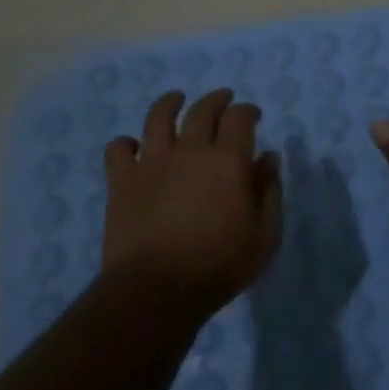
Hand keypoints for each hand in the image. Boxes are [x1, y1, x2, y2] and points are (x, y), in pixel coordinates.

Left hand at [102, 89, 282, 312]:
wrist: (156, 289)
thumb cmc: (220, 265)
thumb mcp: (264, 235)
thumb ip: (270, 192)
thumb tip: (268, 159)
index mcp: (228, 159)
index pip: (240, 117)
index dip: (248, 111)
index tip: (253, 115)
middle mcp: (190, 150)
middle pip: (202, 110)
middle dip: (216, 99)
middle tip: (223, 99)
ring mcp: (152, 162)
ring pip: (158, 117)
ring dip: (169, 103)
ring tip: (176, 99)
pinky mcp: (122, 181)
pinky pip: (118, 149)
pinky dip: (125, 143)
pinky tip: (132, 147)